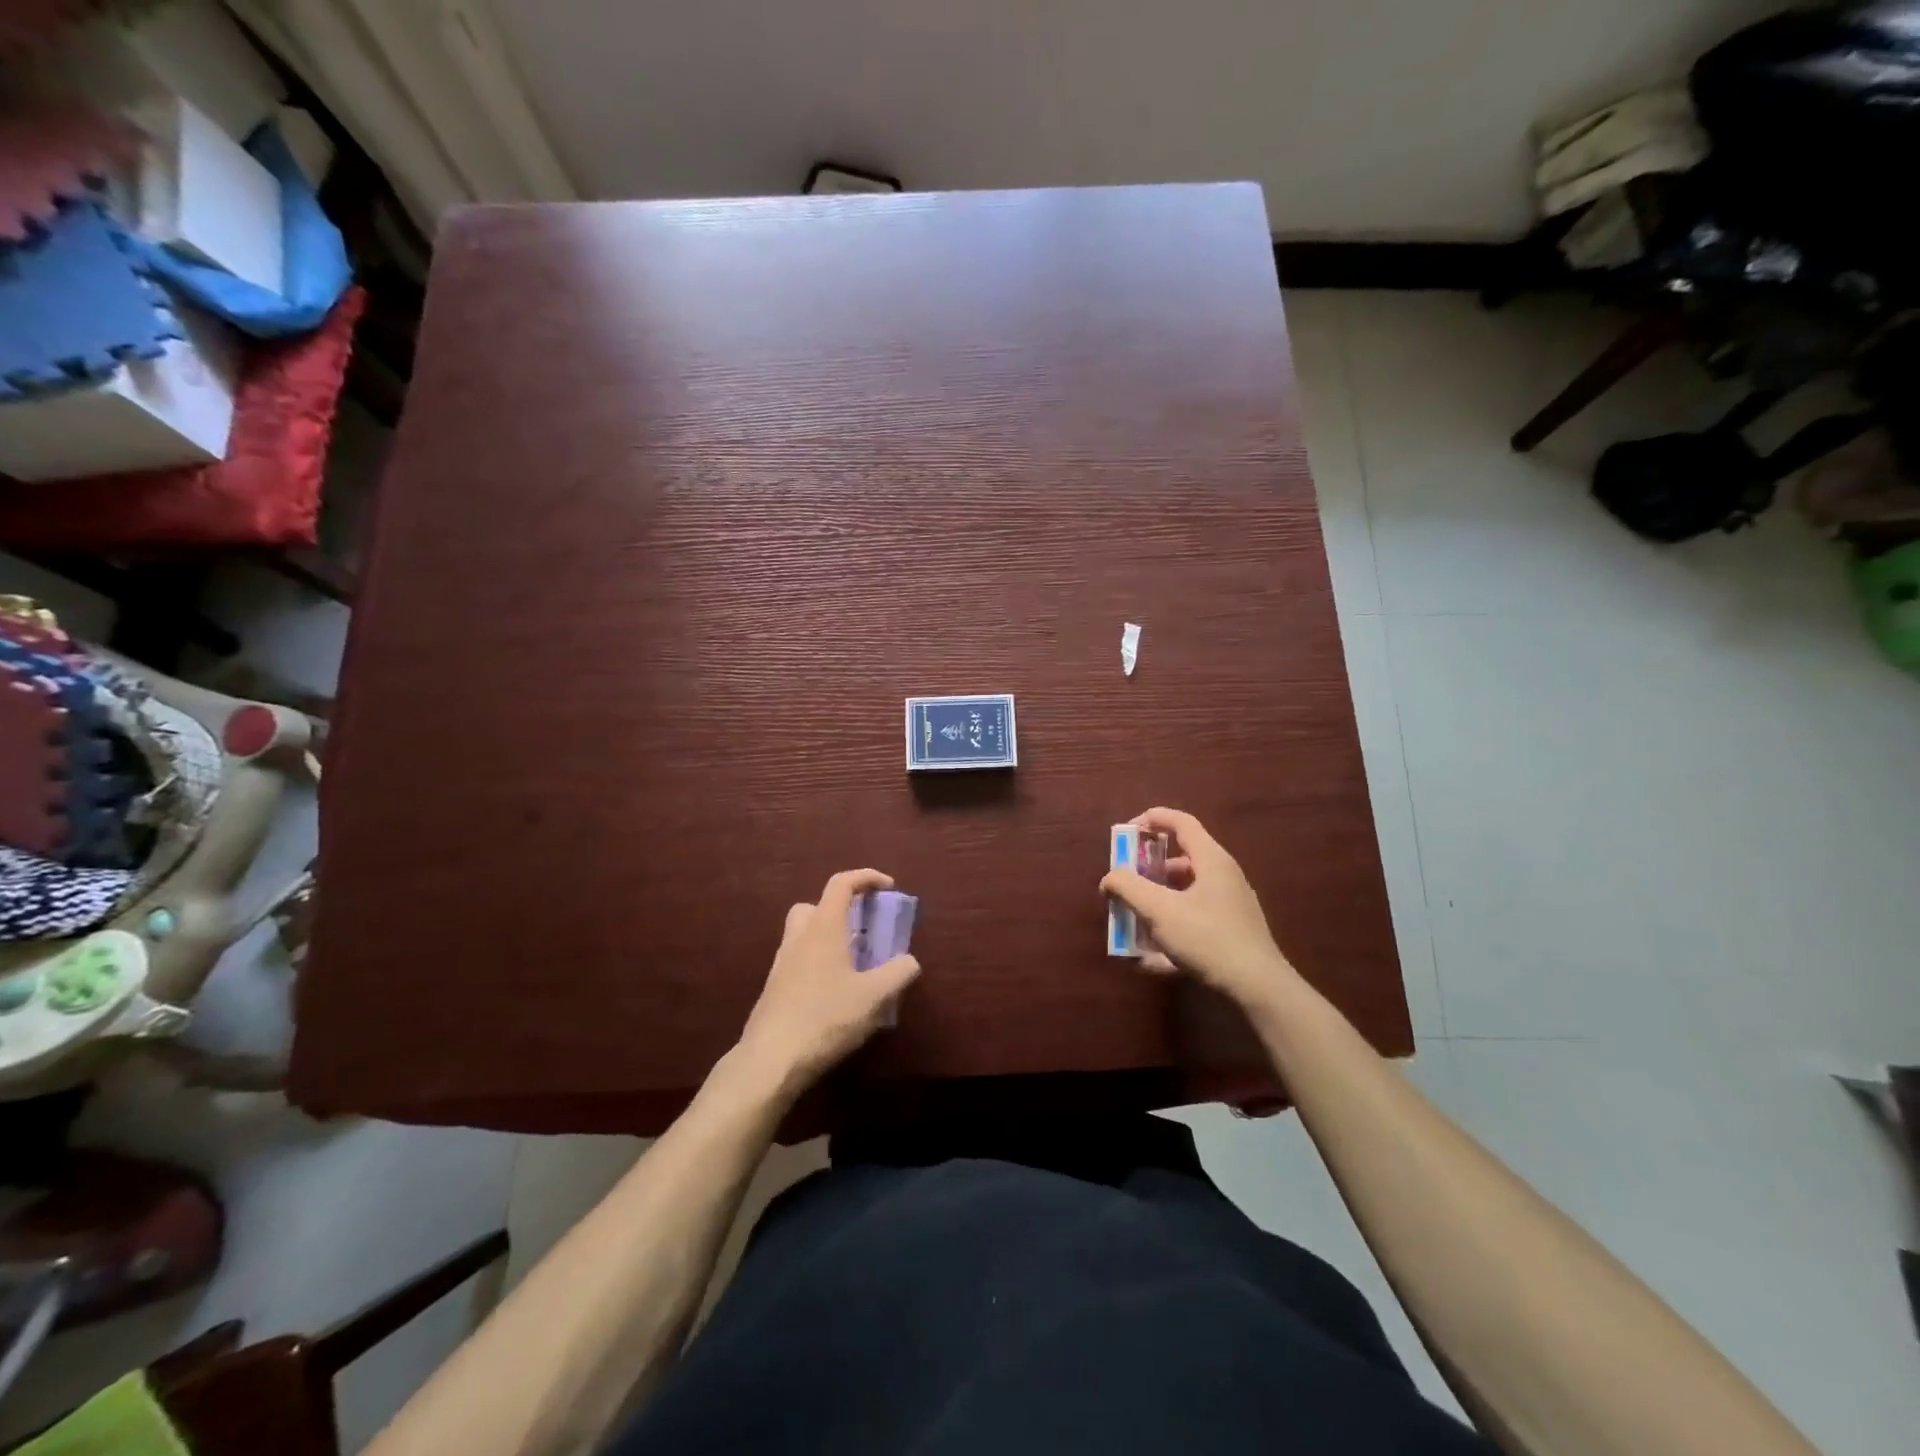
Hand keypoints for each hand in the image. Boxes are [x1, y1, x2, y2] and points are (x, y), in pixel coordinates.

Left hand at [737, 869, 920, 1089]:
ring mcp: (782, 964)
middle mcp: (799, 938)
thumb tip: (909, 961)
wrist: (771, 1061)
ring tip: (854, 965)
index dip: (867, 878)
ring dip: (829, 939)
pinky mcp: (774, 990)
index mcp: (823, 928)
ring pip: (804, 935)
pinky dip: (819, 964)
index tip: (888, 887)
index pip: (842, 884)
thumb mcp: (874, 997)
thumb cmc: (826, 1018)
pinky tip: (836, 994)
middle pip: (815, 906)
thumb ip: (898, 973)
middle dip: (841, 909)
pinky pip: (799, 962)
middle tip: (863, 929)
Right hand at [1100, 807, 1300, 1011]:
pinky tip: (1149, 960)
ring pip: (1184, 895)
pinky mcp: (1230, 933)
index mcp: (1211, 860)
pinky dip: (1170, 932)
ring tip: (1131, 924)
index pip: (1181, 822)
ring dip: (1155, 904)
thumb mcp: (1159, 910)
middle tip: (1125, 884)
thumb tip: (1109, 879)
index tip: (1126, 833)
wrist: (1258, 988)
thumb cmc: (1207, 938)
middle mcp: (1223, 877)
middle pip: (1179, 861)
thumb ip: (1128, 887)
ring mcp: (1229, 906)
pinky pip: (1192, 923)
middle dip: (1146, 871)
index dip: (1151, 820)